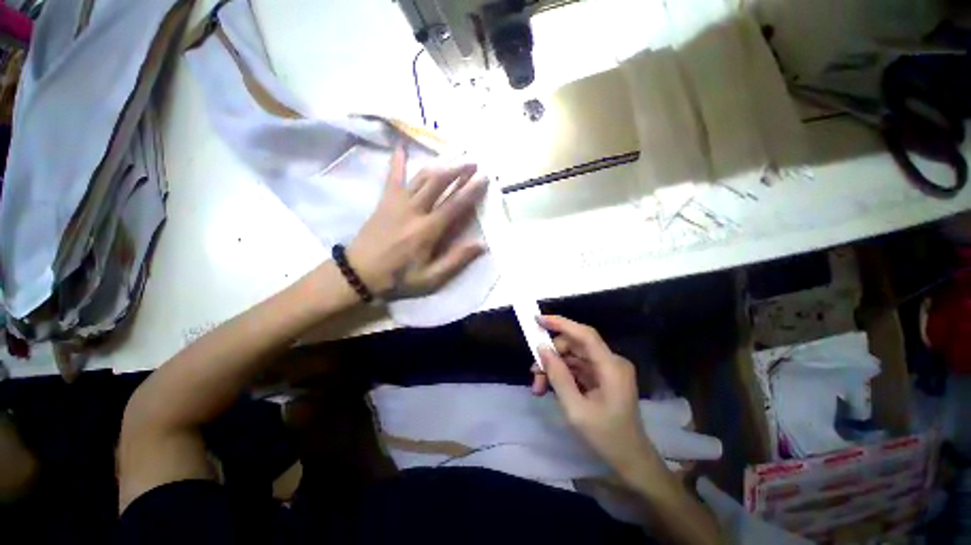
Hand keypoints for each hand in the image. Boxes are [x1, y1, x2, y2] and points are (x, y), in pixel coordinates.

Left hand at [348, 145, 488, 297]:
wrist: (359, 273)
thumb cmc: (398, 277)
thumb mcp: (431, 278)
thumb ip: (456, 260)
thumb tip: (481, 245)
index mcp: (428, 230)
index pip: (455, 204)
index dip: (471, 189)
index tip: (484, 177)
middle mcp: (415, 210)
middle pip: (439, 182)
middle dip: (458, 169)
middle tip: (473, 162)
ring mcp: (397, 202)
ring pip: (422, 176)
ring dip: (440, 164)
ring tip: (455, 157)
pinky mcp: (385, 201)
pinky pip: (392, 177)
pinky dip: (397, 161)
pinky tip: (401, 146)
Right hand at [535, 315, 659, 477]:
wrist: (631, 461)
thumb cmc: (606, 438)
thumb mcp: (576, 409)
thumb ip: (558, 376)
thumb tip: (542, 349)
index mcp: (611, 367)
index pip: (585, 335)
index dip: (561, 323)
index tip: (538, 320)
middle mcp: (611, 362)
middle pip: (575, 346)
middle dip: (552, 356)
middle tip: (534, 374)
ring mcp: (608, 369)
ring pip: (573, 357)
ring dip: (554, 367)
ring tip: (538, 387)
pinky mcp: (603, 377)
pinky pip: (578, 367)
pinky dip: (562, 374)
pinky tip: (549, 387)